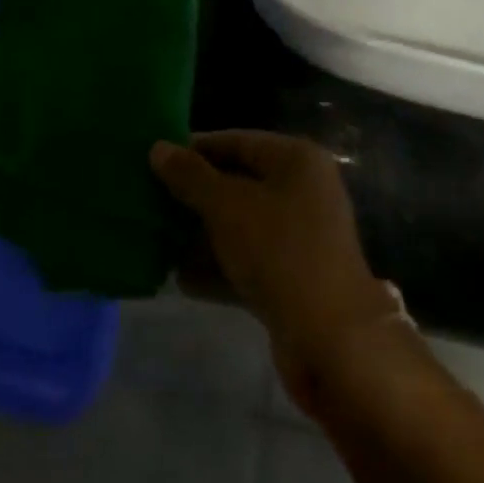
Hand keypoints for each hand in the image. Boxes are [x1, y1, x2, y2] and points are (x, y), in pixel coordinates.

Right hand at [150, 131, 401, 400]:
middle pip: (238, 182)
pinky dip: (219, 266)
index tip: (155, 160)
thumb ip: (190, 176)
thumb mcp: (227, 206)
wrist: (332, 342)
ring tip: (157, 239)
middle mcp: (303, 190)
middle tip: (151, 199)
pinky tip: (180, 278)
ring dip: (202, 233)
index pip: (236, 140)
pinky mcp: (294, 278)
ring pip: (241, 224)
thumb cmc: (279, 252)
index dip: (195, 148)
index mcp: (296, 160)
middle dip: (195, 194)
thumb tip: (158, 147)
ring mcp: (301, 236)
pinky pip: (249, 260)